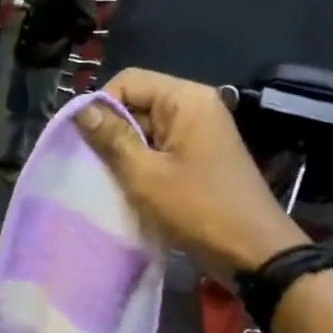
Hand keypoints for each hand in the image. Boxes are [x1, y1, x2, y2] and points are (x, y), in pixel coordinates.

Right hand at [76, 69, 308, 274]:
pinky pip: (160, 150)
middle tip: (91, 166)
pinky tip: (128, 188)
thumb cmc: (197, 209)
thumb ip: (111, 139)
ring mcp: (199, 133)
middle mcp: (195, 107)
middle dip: (111, 132)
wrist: (252, 251)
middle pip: (138, 103)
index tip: (83, 142)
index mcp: (186, 99)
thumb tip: (80, 109)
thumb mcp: (145, 175)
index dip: (101, 106)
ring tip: (107, 180)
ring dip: (124, 153)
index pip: (129, 81)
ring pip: (146, 130)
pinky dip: (141, 165)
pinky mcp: (199, 158)